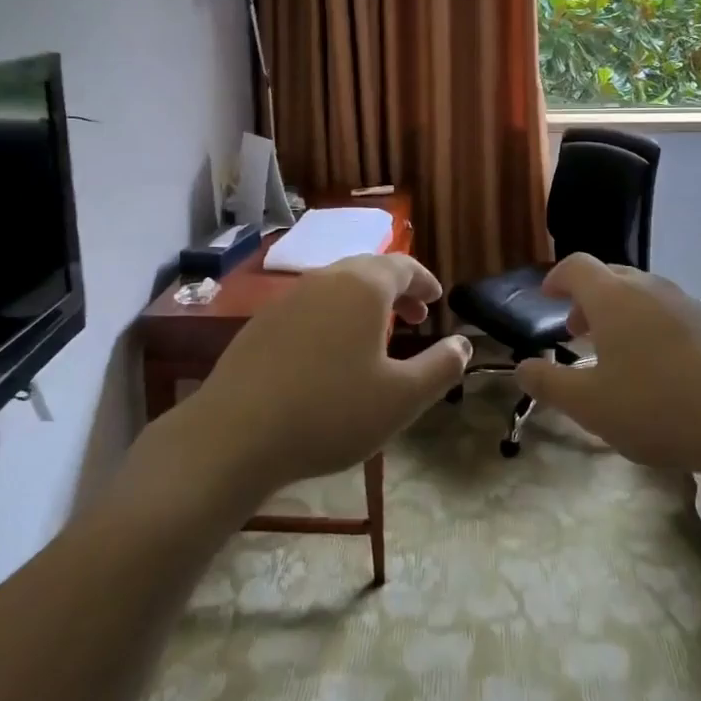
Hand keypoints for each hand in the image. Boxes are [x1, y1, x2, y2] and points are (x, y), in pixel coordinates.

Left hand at [175, 253, 469, 498]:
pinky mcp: (261, 323)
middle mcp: (325, 280)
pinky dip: (333, 318)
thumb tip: (464, 344)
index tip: (436, 299)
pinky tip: (330, 355)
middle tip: (414, 317)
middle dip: (396, 291)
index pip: (402, 266)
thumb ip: (440, 367)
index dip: (424, 281)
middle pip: (368, 271)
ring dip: (364, 305)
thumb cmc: (331, 411)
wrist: (235, 434)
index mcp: (363, 287)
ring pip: (337, 288)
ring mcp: (288, 299)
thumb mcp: (401, 398)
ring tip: (376, 337)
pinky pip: (310, 308)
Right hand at [514, 253, 700, 475]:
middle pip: (610, 275)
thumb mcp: (590, 406)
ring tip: (617, 353)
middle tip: (577, 331)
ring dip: (620, 313)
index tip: (547, 297)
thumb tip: (521, 367)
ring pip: (643, 294)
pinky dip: (651, 326)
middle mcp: (649, 288)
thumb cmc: (659, 407)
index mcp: (613, 297)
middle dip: (587, 298)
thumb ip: (549, 384)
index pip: (576, 266)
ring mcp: (688, 303)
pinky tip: (660, 369)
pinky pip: (670, 313)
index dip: (557, 278)